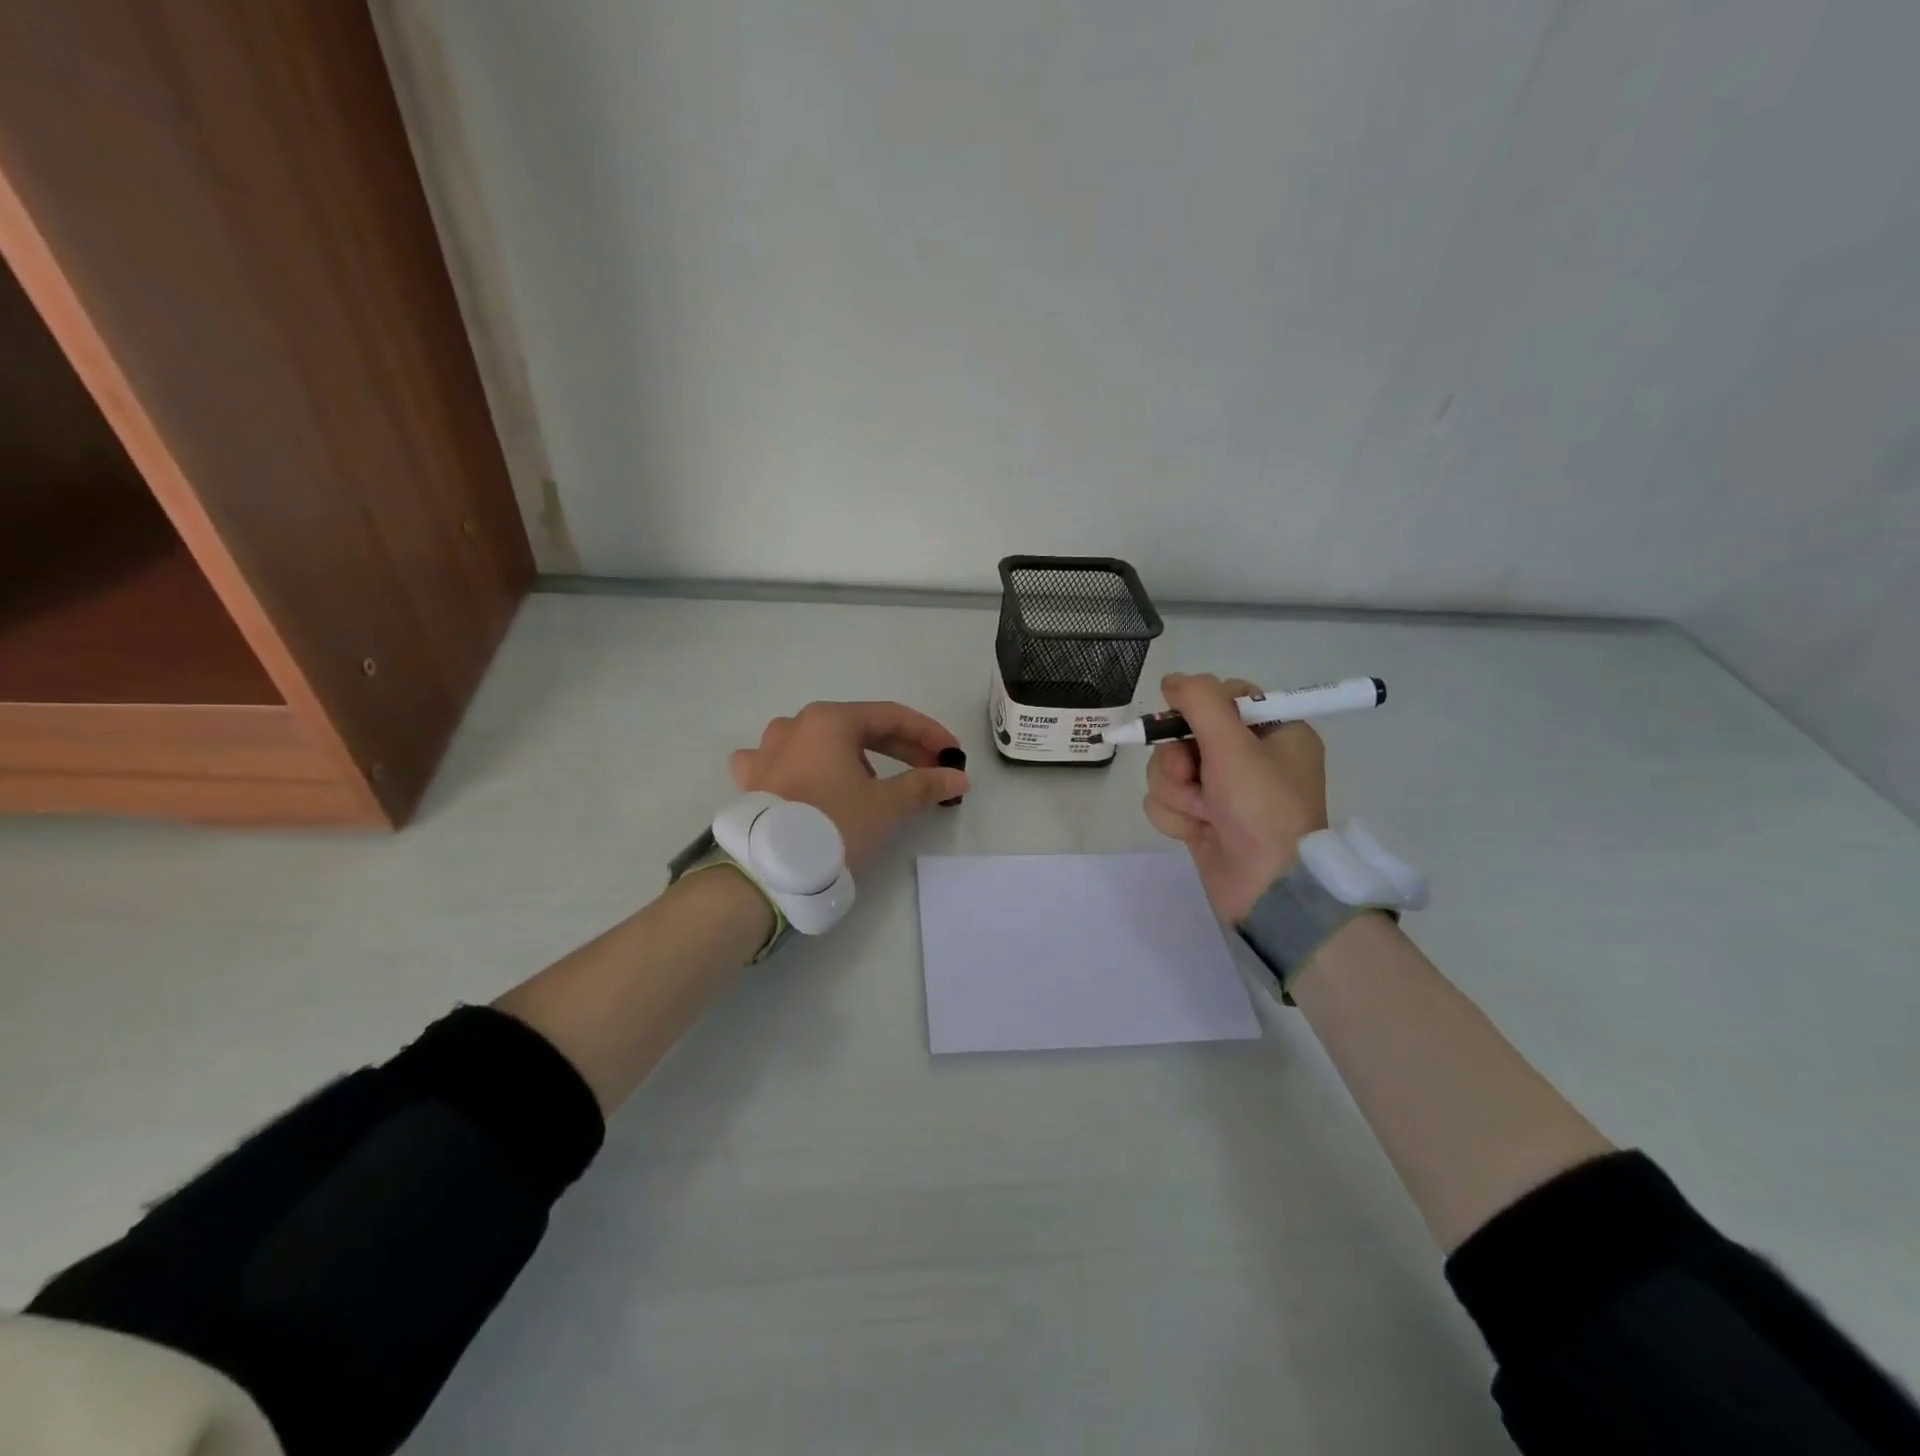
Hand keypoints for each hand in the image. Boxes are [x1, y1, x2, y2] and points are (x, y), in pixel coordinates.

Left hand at [729, 702, 968, 874]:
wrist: (769, 872)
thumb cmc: (833, 826)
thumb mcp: (886, 805)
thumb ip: (924, 785)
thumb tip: (958, 777)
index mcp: (829, 721)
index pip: (891, 717)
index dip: (928, 733)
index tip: (952, 753)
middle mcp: (795, 726)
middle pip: (858, 728)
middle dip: (899, 748)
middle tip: (930, 769)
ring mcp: (767, 751)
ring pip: (822, 744)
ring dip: (855, 757)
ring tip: (875, 781)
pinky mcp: (753, 780)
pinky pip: (785, 763)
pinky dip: (807, 769)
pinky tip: (810, 781)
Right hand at [1142, 673, 1328, 921]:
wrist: (1268, 889)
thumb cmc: (1261, 808)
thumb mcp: (1234, 744)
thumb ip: (1201, 701)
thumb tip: (1172, 680)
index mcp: (1275, 731)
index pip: (1225, 696)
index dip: (1197, 707)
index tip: (1184, 721)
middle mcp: (1250, 758)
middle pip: (1186, 733)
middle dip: (1179, 759)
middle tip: (1192, 777)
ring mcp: (1224, 791)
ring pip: (1168, 769)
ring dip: (1176, 792)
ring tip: (1202, 814)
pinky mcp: (1203, 818)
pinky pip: (1167, 800)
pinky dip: (1176, 816)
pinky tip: (1197, 832)